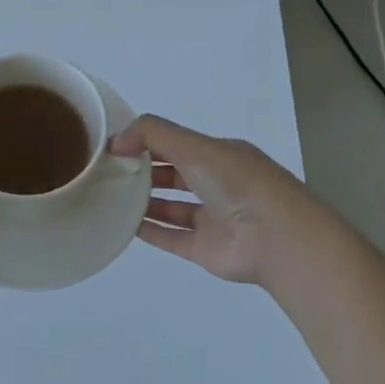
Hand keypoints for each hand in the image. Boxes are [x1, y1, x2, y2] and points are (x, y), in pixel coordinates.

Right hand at [108, 114, 308, 283]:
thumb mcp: (193, 145)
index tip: (115, 147)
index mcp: (221, 155)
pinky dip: (149, 231)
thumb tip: (115, 141)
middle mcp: (218, 185)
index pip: (178, 144)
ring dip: (145, 201)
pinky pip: (172, 238)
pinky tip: (123, 224)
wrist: (275, 238)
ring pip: (173, 207)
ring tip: (111, 196)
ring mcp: (212, 219)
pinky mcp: (204, 249)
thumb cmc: (236, 182)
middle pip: (175, 175)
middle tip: (108, 171)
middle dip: (144, 171)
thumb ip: (151, 134)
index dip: (147, 142)